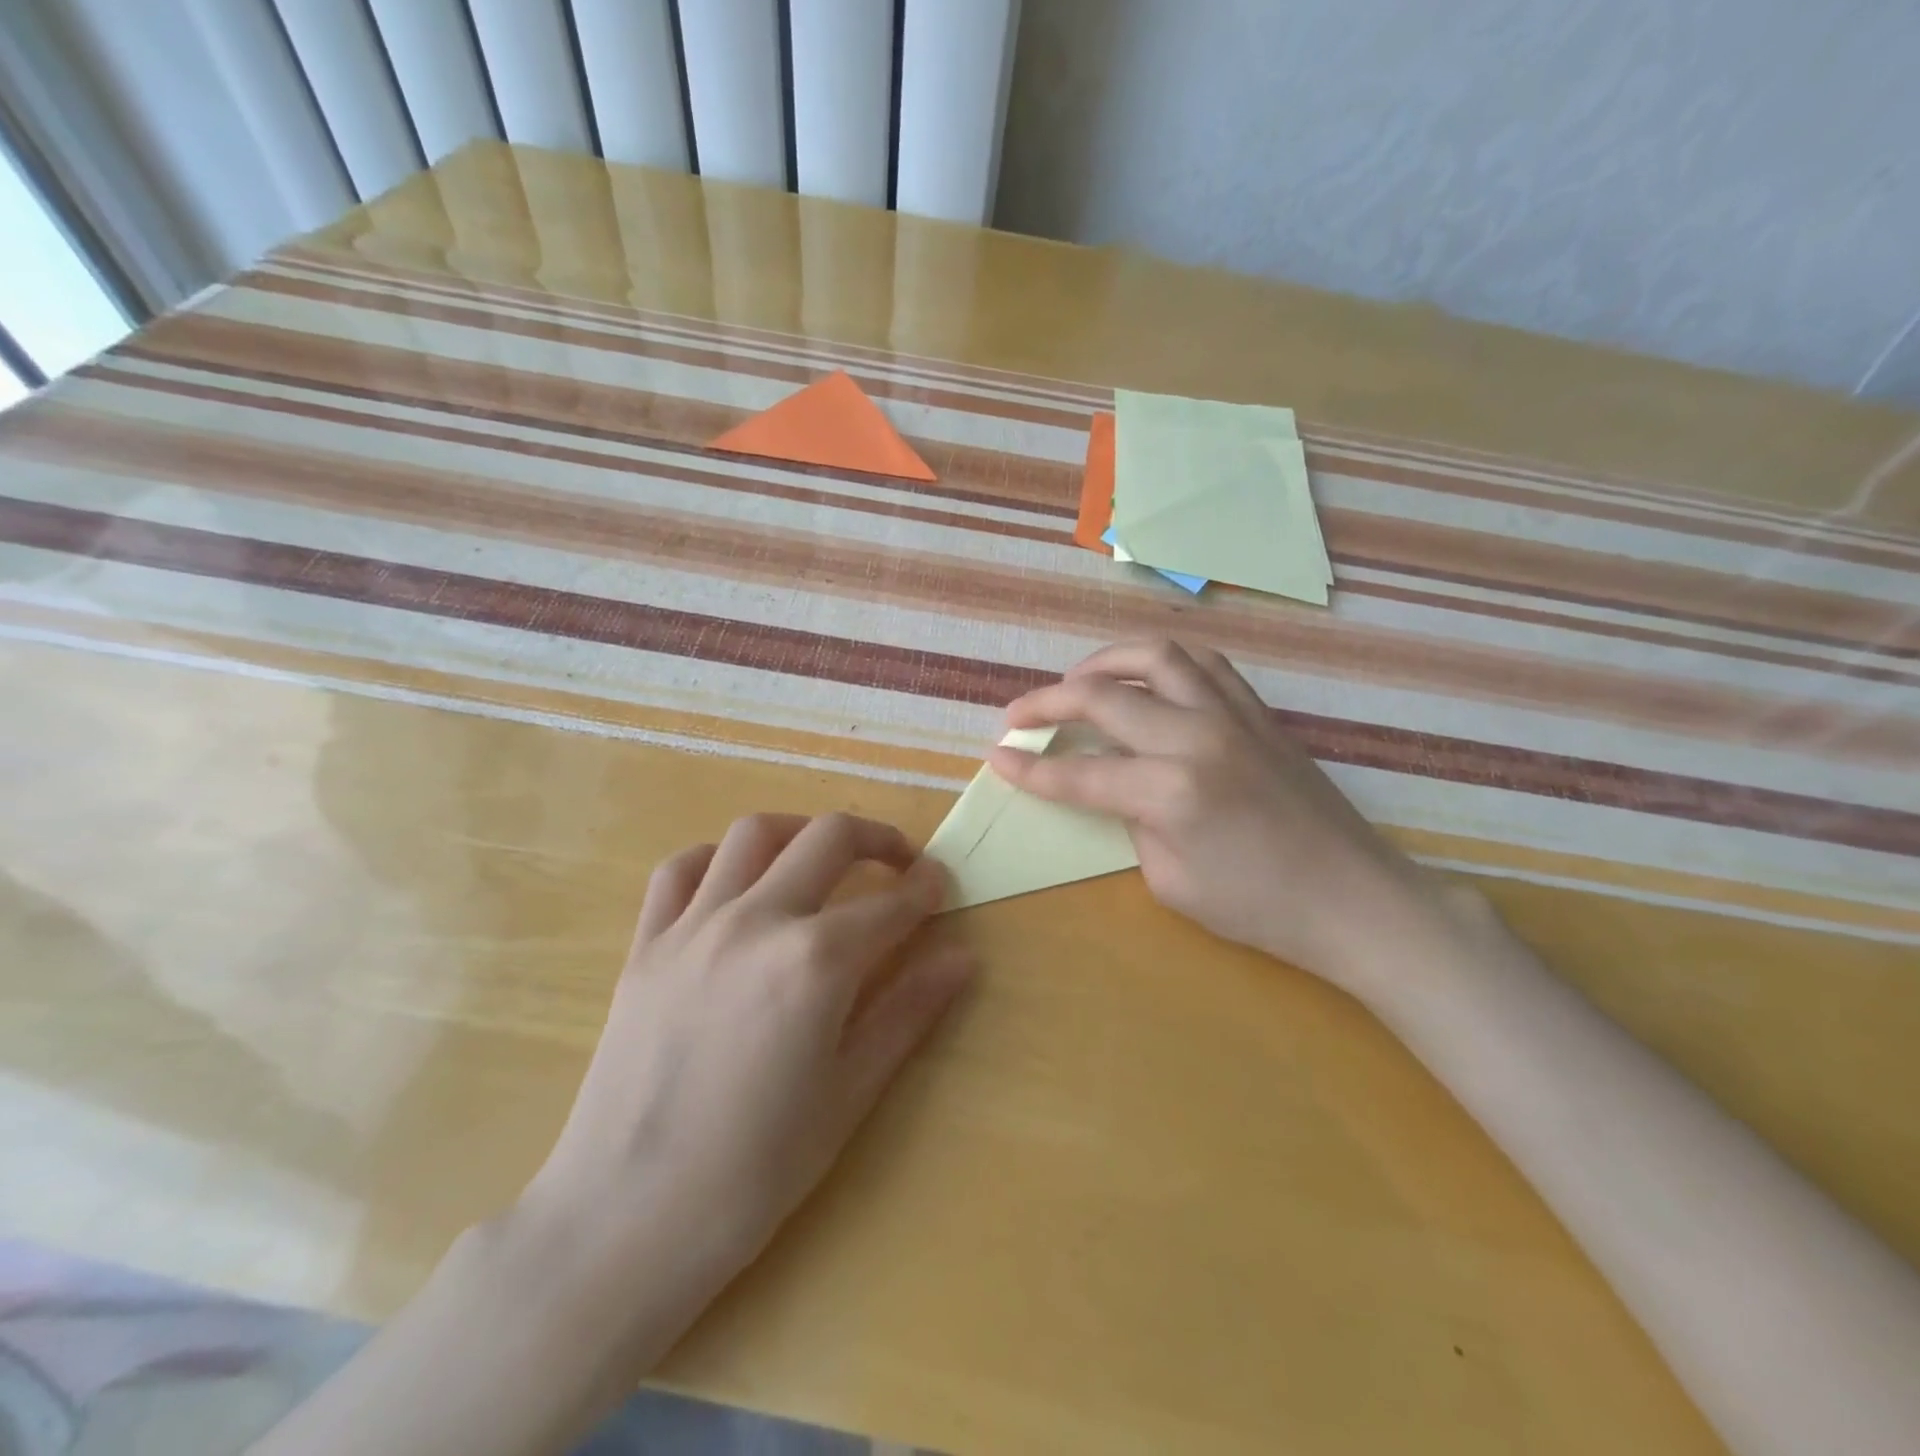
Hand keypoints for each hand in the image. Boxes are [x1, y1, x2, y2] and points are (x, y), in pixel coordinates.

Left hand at [509, 812, 974, 1333]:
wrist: (626, 1220)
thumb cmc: (755, 1171)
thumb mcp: (849, 1094)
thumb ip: (908, 1012)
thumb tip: (963, 959)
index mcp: (815, 962)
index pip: (889, 904)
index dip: (925, 889)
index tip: (940, 885)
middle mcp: (757, 921)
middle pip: (828, 838)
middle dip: (877, 838)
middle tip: (899, 862)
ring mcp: (693, 926)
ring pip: (754, 833)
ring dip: (801, 831)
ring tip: (822, 857)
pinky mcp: (645, 944)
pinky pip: (679, 869)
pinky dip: (718, 858)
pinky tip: (738, 884)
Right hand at [990, 640, 1433, 985]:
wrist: (1353, 899)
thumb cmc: (1259, 908)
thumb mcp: (1170, 881)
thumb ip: (1131, 821)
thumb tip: (1115, 786)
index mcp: (1170, 790)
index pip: (1078, 773)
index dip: (1028, 768)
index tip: (995, 756)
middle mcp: (1196, 736)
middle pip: (1102, 696)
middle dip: (1047, 701)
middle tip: (1018, 714)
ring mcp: (1232, 715)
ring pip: (1155, 655)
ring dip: (1103, 660)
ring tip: (1077, 679)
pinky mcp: (1258, 712)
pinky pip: (1203, 664)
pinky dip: (1161, 662)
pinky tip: (1145, 680)